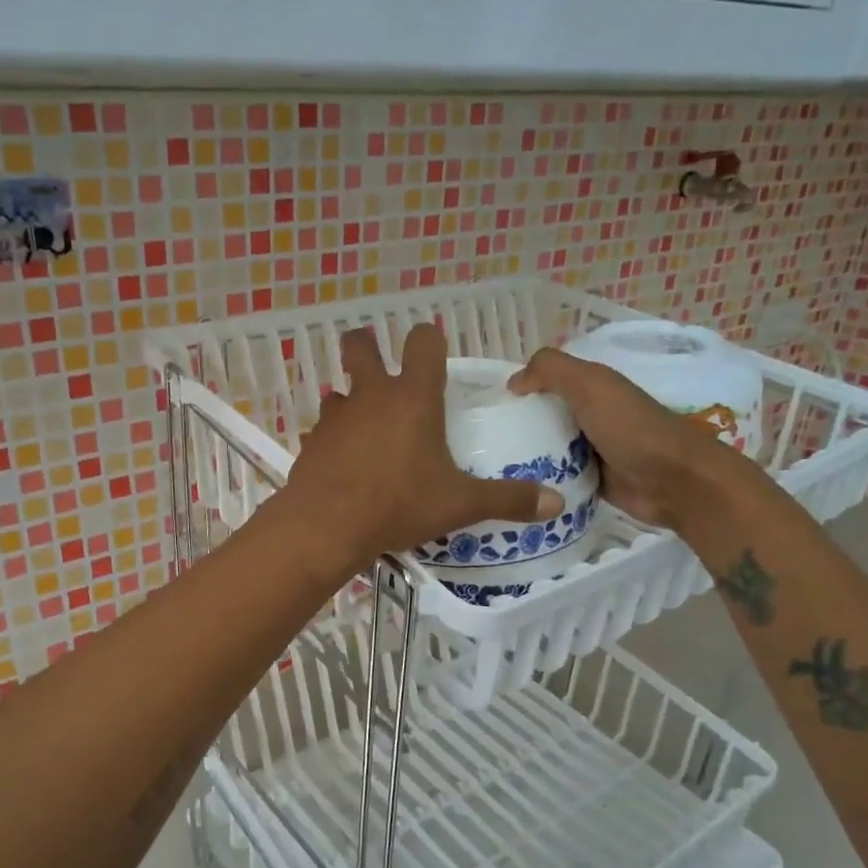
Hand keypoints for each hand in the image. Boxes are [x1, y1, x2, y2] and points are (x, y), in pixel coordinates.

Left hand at [279, 323, 562, 578]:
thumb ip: (508, 500)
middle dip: (367, 348)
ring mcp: (336, 416)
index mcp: (414, 397)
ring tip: (367, 432)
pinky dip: (334, 439)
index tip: (434, 357)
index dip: (430, 341)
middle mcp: (371, 395)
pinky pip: (323, 429)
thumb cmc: (400, 504)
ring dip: (351, 402)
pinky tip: (345, 465)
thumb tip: (556, 503)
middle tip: (382, 371)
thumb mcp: (460, 504)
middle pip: (360, 346)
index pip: (423, 341)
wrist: (328, 526)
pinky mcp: (311, 441)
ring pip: (339, 391)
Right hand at [507, 347, 748, 530]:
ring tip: (488, 469)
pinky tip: (513, 489)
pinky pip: (554, 478)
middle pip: (540, 417)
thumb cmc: (630, 428)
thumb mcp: (590, 385)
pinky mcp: (589, 480)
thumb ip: (551, 370)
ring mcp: (588, 450)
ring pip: (544, 449)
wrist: (674, 482)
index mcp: (590, 387)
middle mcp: (588, 415)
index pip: (543, 382)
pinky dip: (538, 481)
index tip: (487, 409)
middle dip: (513, 427)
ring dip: (522, 457)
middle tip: (480, 444)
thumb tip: (513, 382)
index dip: (518, 390)